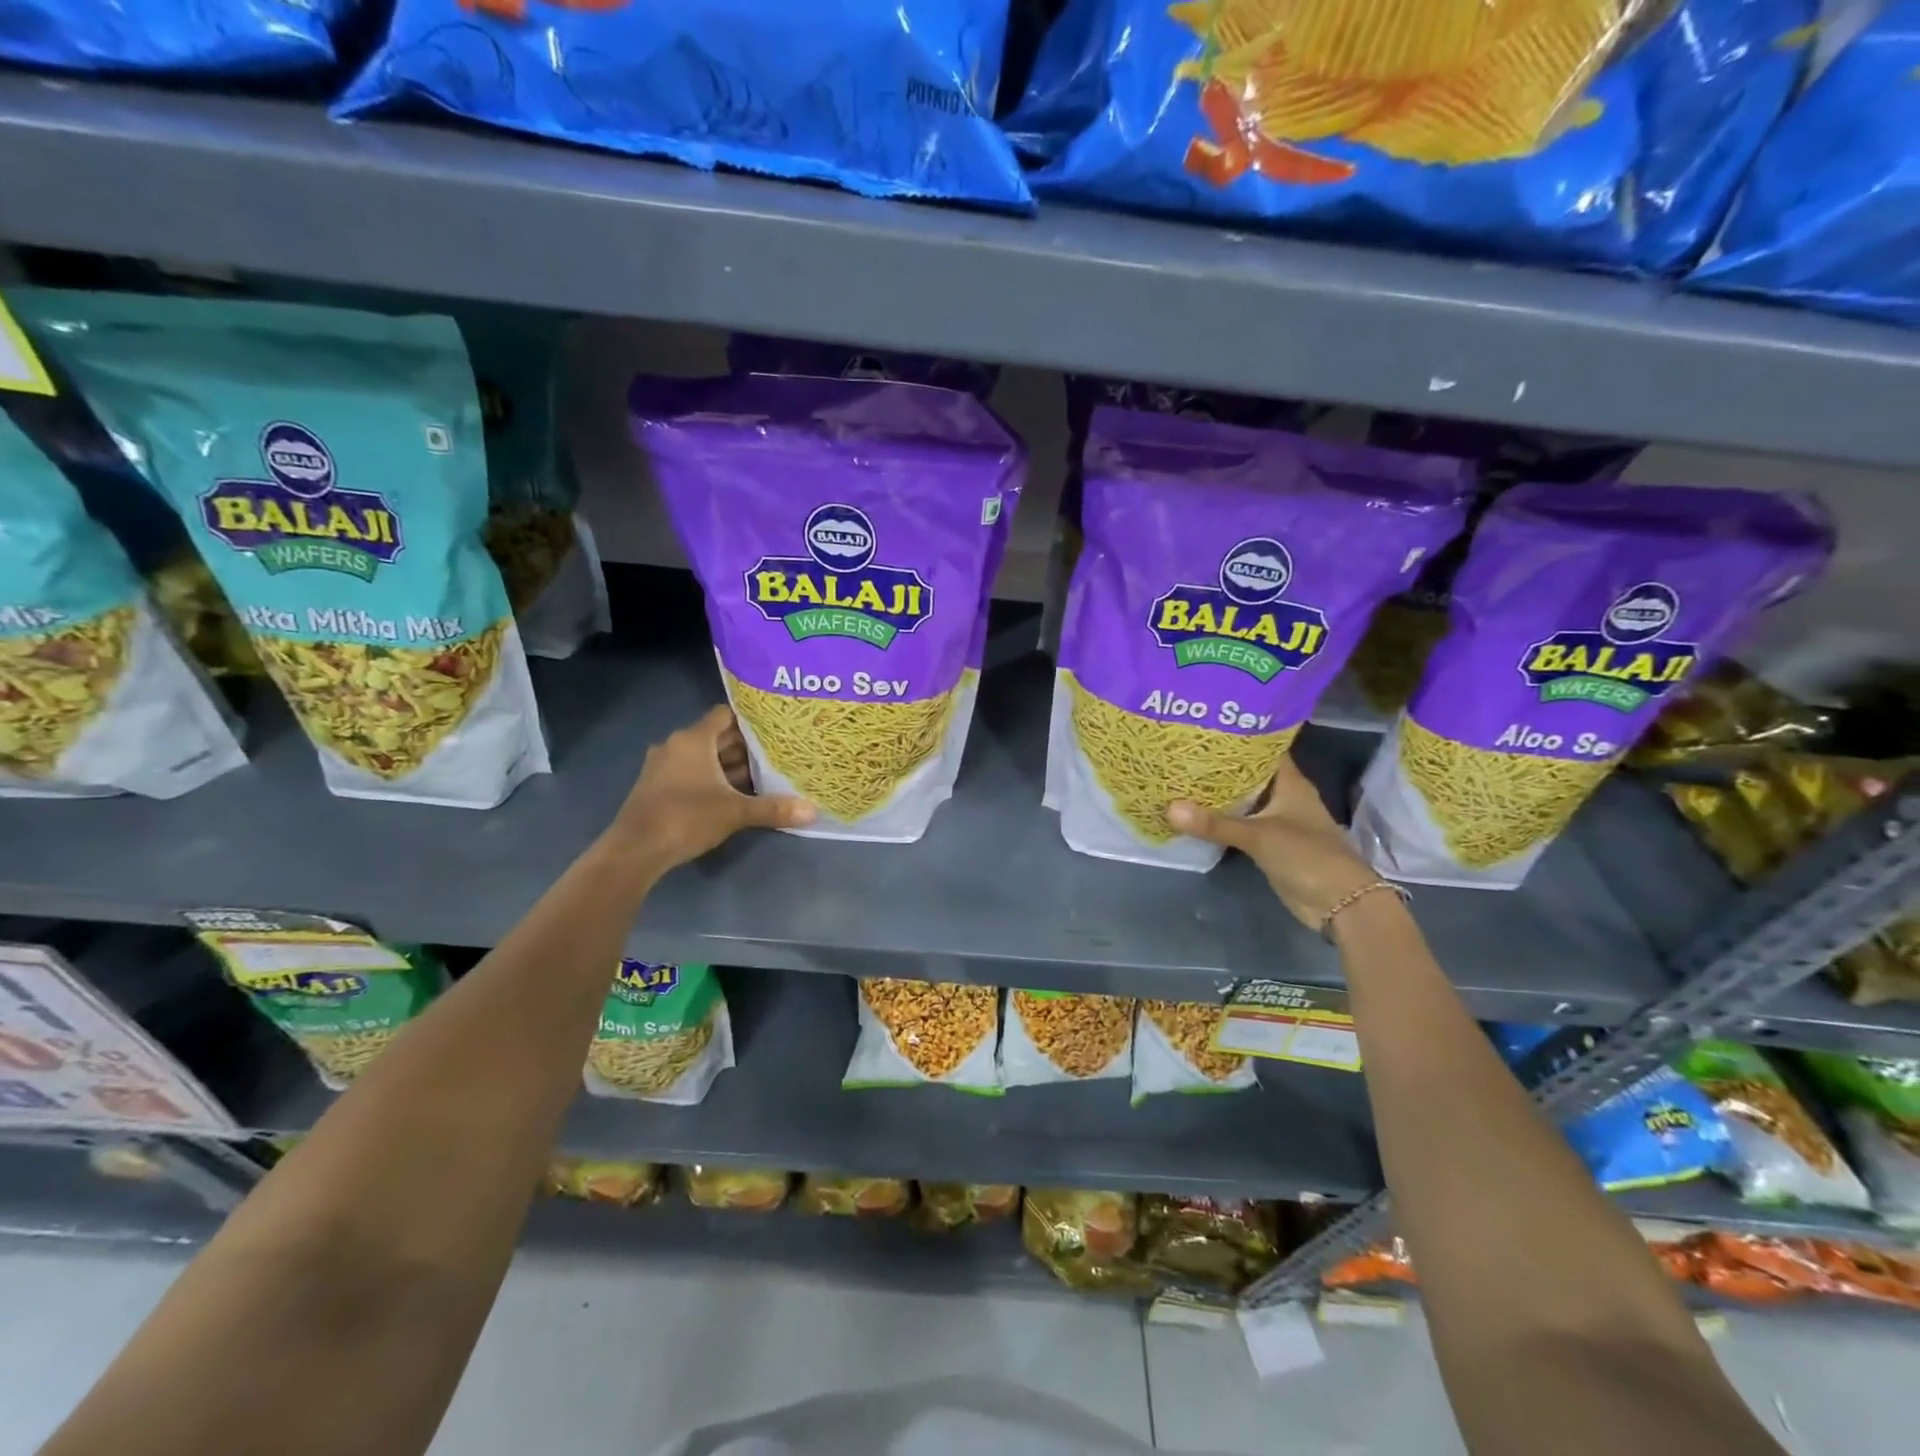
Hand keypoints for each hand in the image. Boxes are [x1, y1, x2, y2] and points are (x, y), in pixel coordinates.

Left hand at [605, 705, 813, 875]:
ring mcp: (664, 766)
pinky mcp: (658, 786)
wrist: (635, 850)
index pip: (726, 715)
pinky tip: (734, 793)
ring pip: (705, 757)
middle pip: (717, 737)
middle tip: (778, 752)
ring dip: (729, 765)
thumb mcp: (735, 812)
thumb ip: (773, 809)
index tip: (776, 726)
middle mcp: (677, 745)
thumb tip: (813, 811)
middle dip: (746, 746)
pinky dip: (713, 778)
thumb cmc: (686, 818)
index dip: (751, 719)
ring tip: (764, 774)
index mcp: (694, 739)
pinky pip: (692, 772)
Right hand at [1168, 757, 1381, 929]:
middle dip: (1220, 764)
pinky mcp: (1270, 844)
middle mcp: (1285, 797)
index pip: (1263, 749)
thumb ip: (1215, 824)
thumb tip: (1169, 808)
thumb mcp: (1259, 836)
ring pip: (1244, 799)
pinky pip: (1241, 824)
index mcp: (1290, 783)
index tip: (1205, 726)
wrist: (1340, 902)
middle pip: (1249, 773)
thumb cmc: (1307, 856)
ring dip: (1219, 792)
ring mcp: (1278, 821)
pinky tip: (1196, 812)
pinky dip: (1222, 818)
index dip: (1237, 736)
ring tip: (1181, 775)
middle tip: (1183, 751)